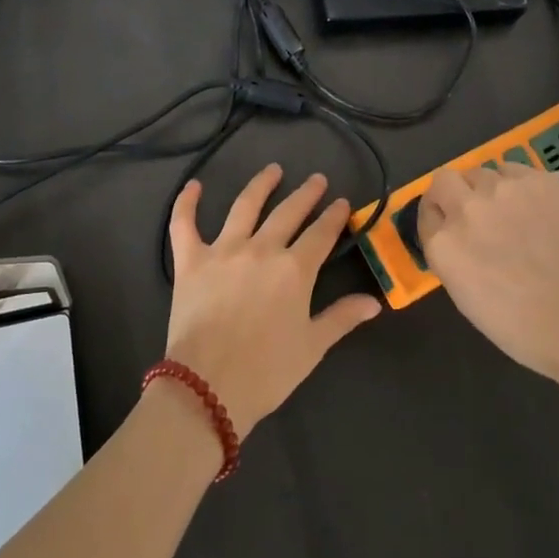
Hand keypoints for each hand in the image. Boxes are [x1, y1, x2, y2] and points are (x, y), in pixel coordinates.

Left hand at [166, 164, 382, 438]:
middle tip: (316, 180)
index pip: (321, 234)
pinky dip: (186, 203)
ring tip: (273, 170)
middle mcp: (262, 249)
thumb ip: (342, 318)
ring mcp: (223, 251)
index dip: (335, 216)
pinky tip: (194, 186)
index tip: (343, 203)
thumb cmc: (266, 372)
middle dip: (306, 194)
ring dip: (261, 184)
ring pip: (245, 206)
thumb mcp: (312, 347)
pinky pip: (184, 224)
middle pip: (288, 212)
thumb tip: (374, 301)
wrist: (207, 387)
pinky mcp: (191, 261)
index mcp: (295, 270)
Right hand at [417, 162, 558, 392]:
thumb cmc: (519, 325)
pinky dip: (518, 186)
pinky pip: (516, 171)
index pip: (426, 213)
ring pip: (483, 172)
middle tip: (473, 212)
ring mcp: (503, 190)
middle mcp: (467, 208)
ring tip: (510, 212)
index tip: (449, 227)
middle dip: (453, 193)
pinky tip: (534, 208)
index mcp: (443, 243)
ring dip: (488, 189)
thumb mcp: (463, 294)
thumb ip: (451, 255)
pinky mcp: (538, 181)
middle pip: (444, 180)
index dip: (437, 219)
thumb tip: (456, 235)